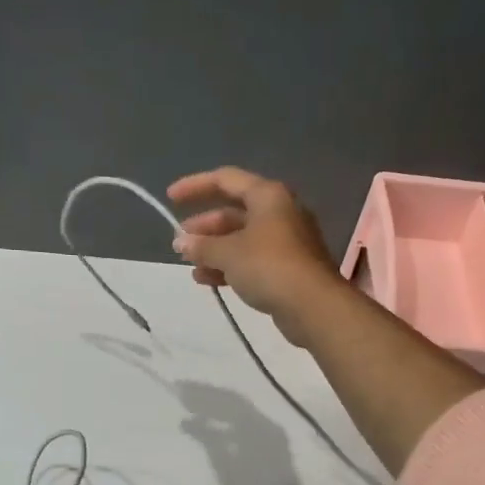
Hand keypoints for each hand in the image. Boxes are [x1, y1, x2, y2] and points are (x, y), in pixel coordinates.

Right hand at [168, 167, 345, 344]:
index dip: (195, 186)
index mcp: (267, 195)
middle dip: (205, 227)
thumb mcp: (228, 253)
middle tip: (180, 243)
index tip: (170, 199)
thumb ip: (202, 246)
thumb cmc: (269, 266)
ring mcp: (286, 242)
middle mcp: (279, 212)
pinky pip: (252, 260)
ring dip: (214, 250)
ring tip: (190, 265)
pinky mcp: (288, 268)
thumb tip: (181, 242)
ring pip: (242, 239)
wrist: (313, 305)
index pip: (225, 180)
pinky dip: (229, 267)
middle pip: (234, 212)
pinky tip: (208, 280)